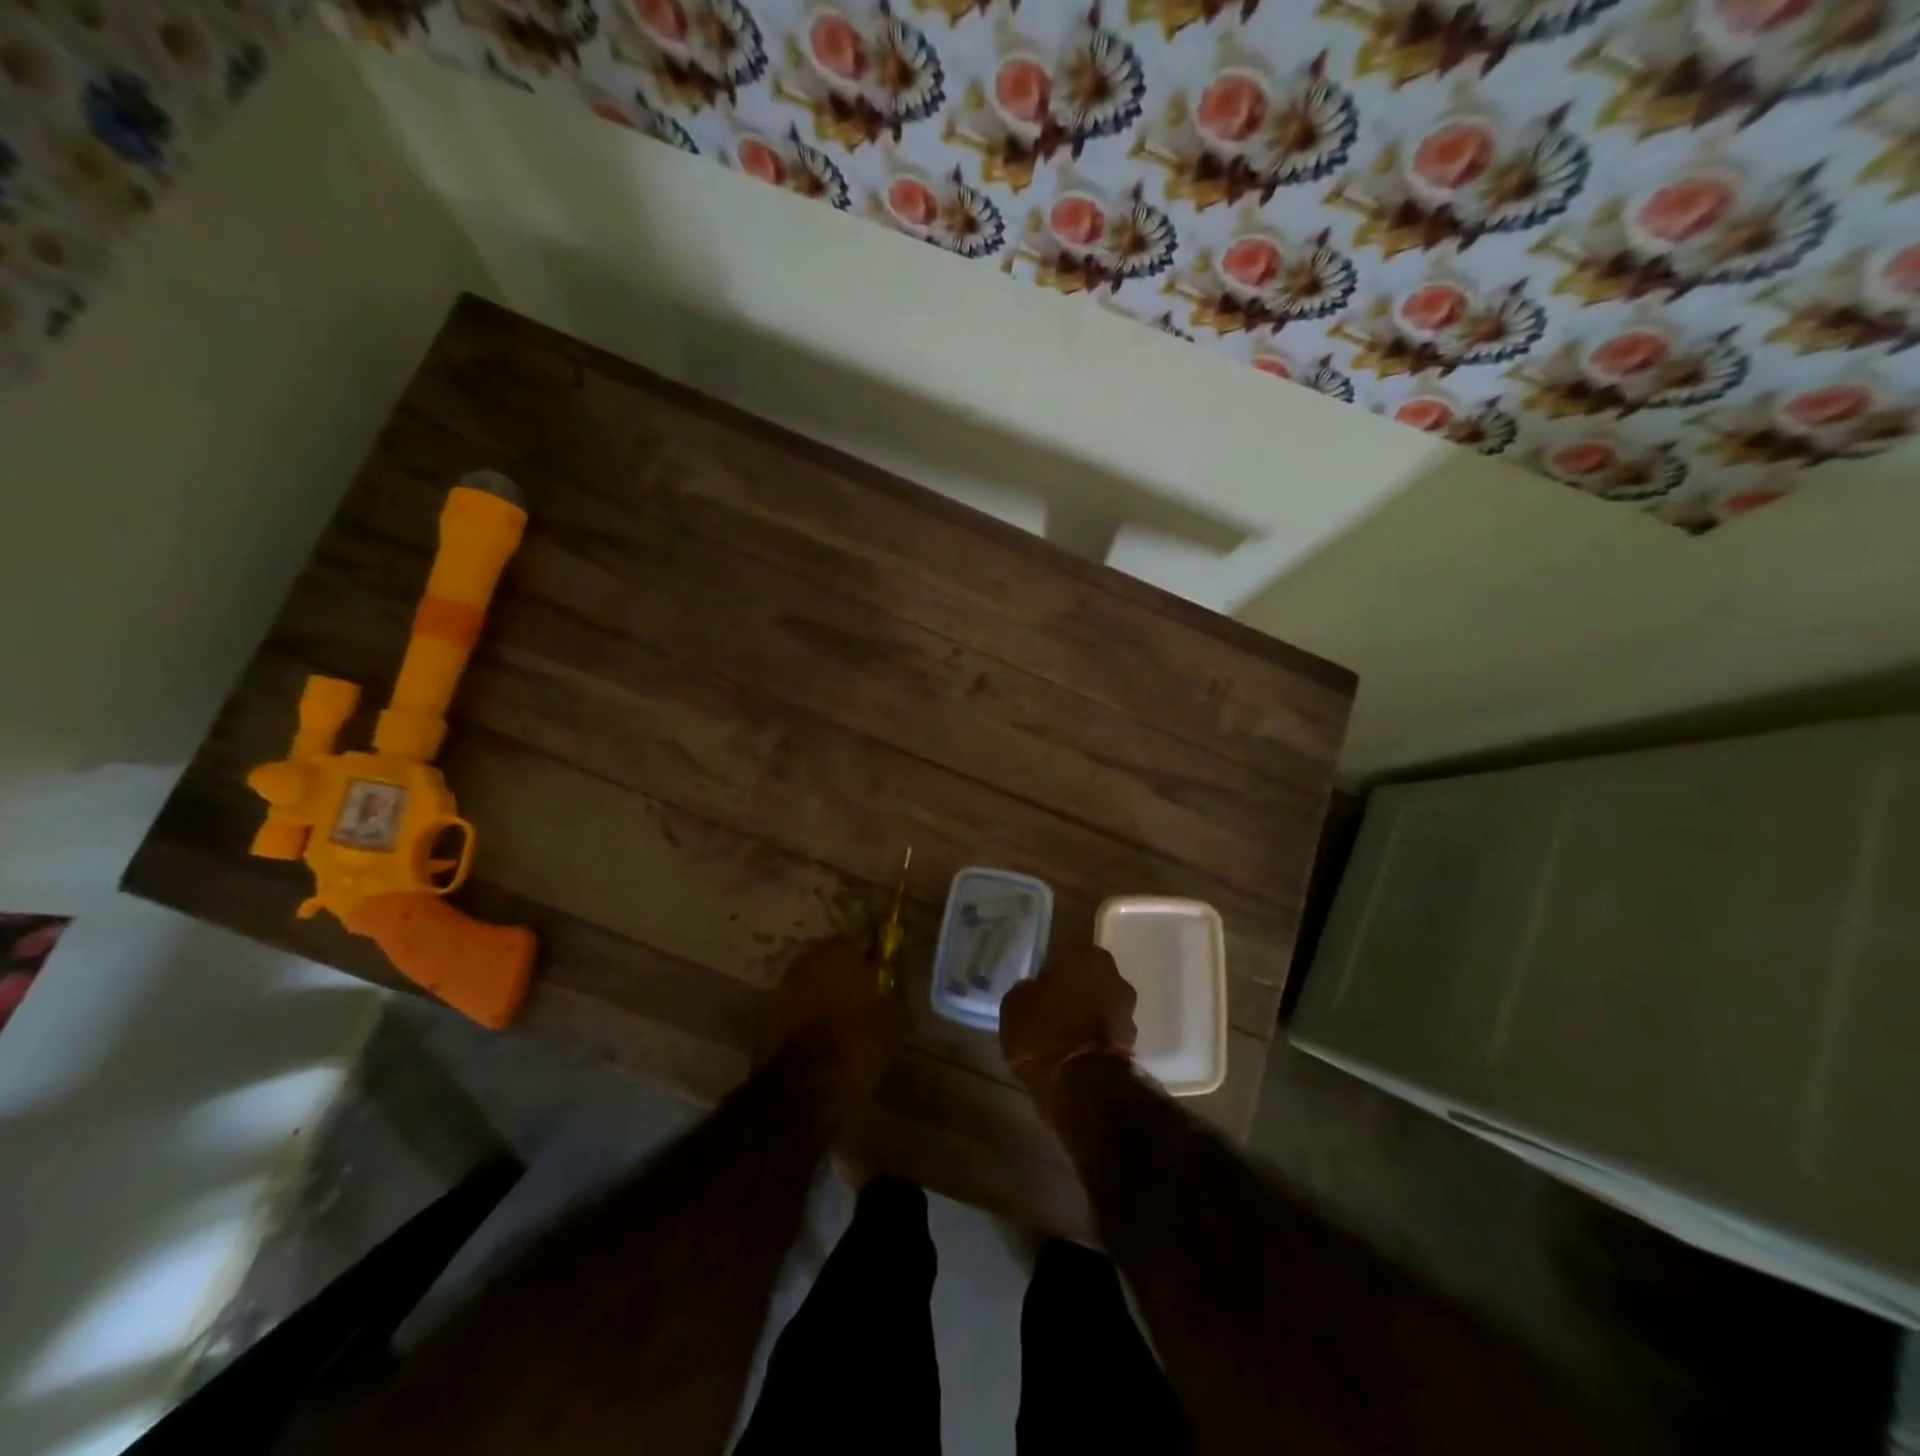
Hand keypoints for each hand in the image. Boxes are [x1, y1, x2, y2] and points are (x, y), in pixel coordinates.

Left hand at [764, 936, 899, 1111]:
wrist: (806, 1084)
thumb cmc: (857, 1041)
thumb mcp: (889, 1019)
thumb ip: (884, 997)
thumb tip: (882, 994)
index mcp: (838, 951)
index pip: (855, 943)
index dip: (866, 961)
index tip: (876, 979)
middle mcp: (806, 961)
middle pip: (827, 962)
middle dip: (840, 977)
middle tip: (858, 999)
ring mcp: (782, 988)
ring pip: (808, 986)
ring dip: (820, 998)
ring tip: (839, 1022)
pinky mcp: (766, 1018)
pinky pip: (795, 1011)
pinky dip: (805, 1020)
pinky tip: (820, 1039)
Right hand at [1000, 943, 1136, 1117]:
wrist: (1082, 1088)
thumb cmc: (1043, 1034)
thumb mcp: (1015, 1006)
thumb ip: (1027, 989)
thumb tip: (1034, 989)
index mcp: (1082, 954)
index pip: (1068, 940)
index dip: (1055, 953)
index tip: (1043, 966)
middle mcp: (1110, 973)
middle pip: (1089, 970)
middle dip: (1074, 981)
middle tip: (1052, 997)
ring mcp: (1126, 1006)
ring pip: (1102, 998)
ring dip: (1088, 1007)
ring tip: (1064, 1026)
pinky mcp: (1132, 1038)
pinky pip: (1108, 1026)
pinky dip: (1096, 1033)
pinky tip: (1077, 1047)